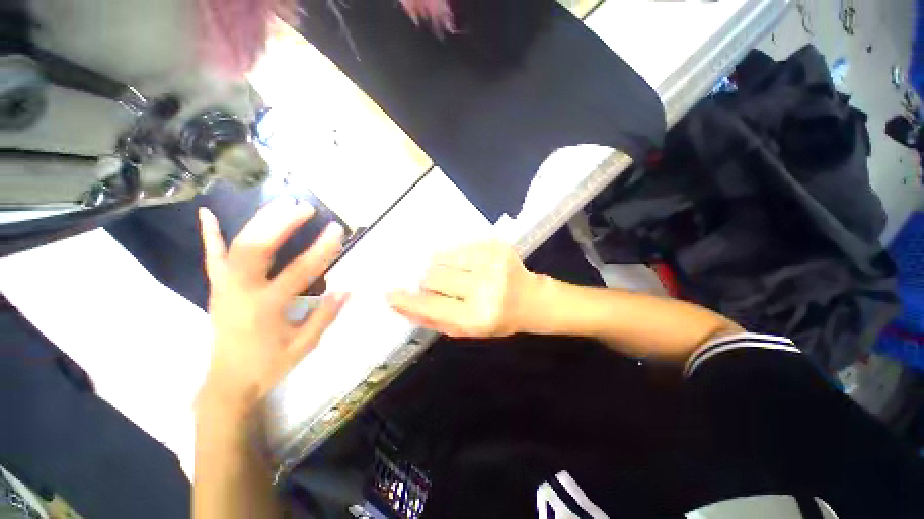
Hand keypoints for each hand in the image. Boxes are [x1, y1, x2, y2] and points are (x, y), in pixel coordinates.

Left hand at [197, 200, 347, 416]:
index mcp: (267, 308)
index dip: (321, 249)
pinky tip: (207, 213)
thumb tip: (347, 289)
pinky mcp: (216, 289)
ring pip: (237, 247)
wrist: (228, 382)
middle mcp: (241, 292)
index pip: (300, 271)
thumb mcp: (305, 345)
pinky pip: (212, 259)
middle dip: (281, 224)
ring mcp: (224, 288)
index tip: (337, 230)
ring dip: (259, 222)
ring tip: (282, 203)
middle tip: (305, 208)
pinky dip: (209, 235)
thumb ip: (325, 316)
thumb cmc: (270, 364)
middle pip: (257, 250)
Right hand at [387, 241, 540, 337]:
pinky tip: (470, 266)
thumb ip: (433, 318)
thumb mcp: (466, 330)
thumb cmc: (497, 319)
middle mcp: (485, 288)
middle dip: (429, 282)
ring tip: (458, 275)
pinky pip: (457, 247)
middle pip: (433, 276)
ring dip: (441, 267)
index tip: (390, 294)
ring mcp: (491, 262)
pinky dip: (455, 257)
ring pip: (442, 258)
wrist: (532, 299)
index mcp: (478, 317)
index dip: (408, 300)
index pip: (432, 306)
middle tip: (441, 286)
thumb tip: (400, 304)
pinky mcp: (495, 245)